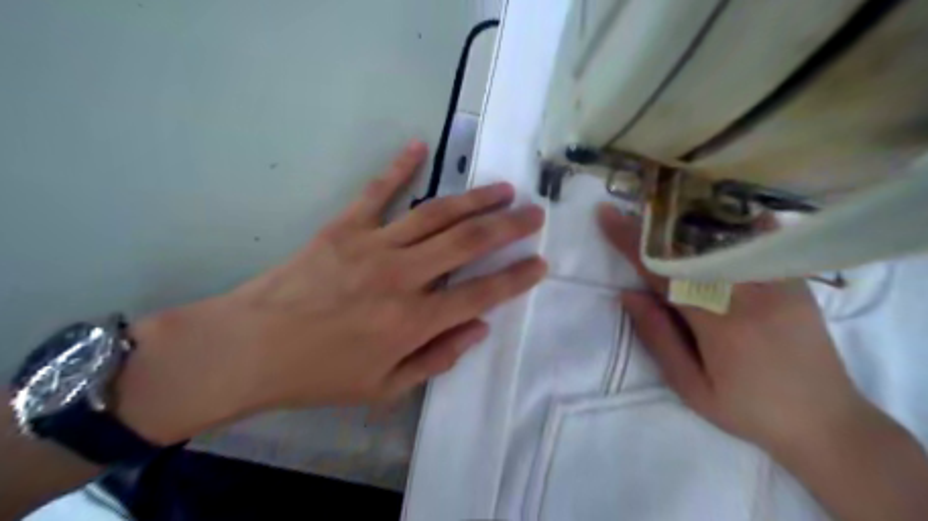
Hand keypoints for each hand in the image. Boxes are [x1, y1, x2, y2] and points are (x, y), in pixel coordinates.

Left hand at [118, 141, 545, 443]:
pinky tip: (419, 145)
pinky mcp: (344, 227)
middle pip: (468, 242)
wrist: (249, 348)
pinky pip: (376, 190)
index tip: (540, 262)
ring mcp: (373, 245)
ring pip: (436, 214)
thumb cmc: (319, 374)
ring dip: (475, 198)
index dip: (516, 278)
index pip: (482, 294)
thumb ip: (437, 359)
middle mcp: (402, 277)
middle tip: (535, 214)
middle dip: (509, 227)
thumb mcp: (384, 387)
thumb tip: (479, 328)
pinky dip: (398, 166)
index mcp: (414, 321)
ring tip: (503, 187)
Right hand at [595, 203, 927, 520]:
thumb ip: (658, 339)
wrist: (827, 422)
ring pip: (725, 236)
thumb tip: (628, 294)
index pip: (665, 272)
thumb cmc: (749, 410)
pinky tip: (718, 211)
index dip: (632, 243)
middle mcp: (751, 294)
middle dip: (656, 222)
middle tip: (630, 203)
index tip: (607, 216)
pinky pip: (760, 240)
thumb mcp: (691, 388)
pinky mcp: (795, 282)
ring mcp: (780, 283)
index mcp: (720, 324)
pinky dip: (735, 222)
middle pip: (693, 246)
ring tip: (663, 204)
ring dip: (689, 218)